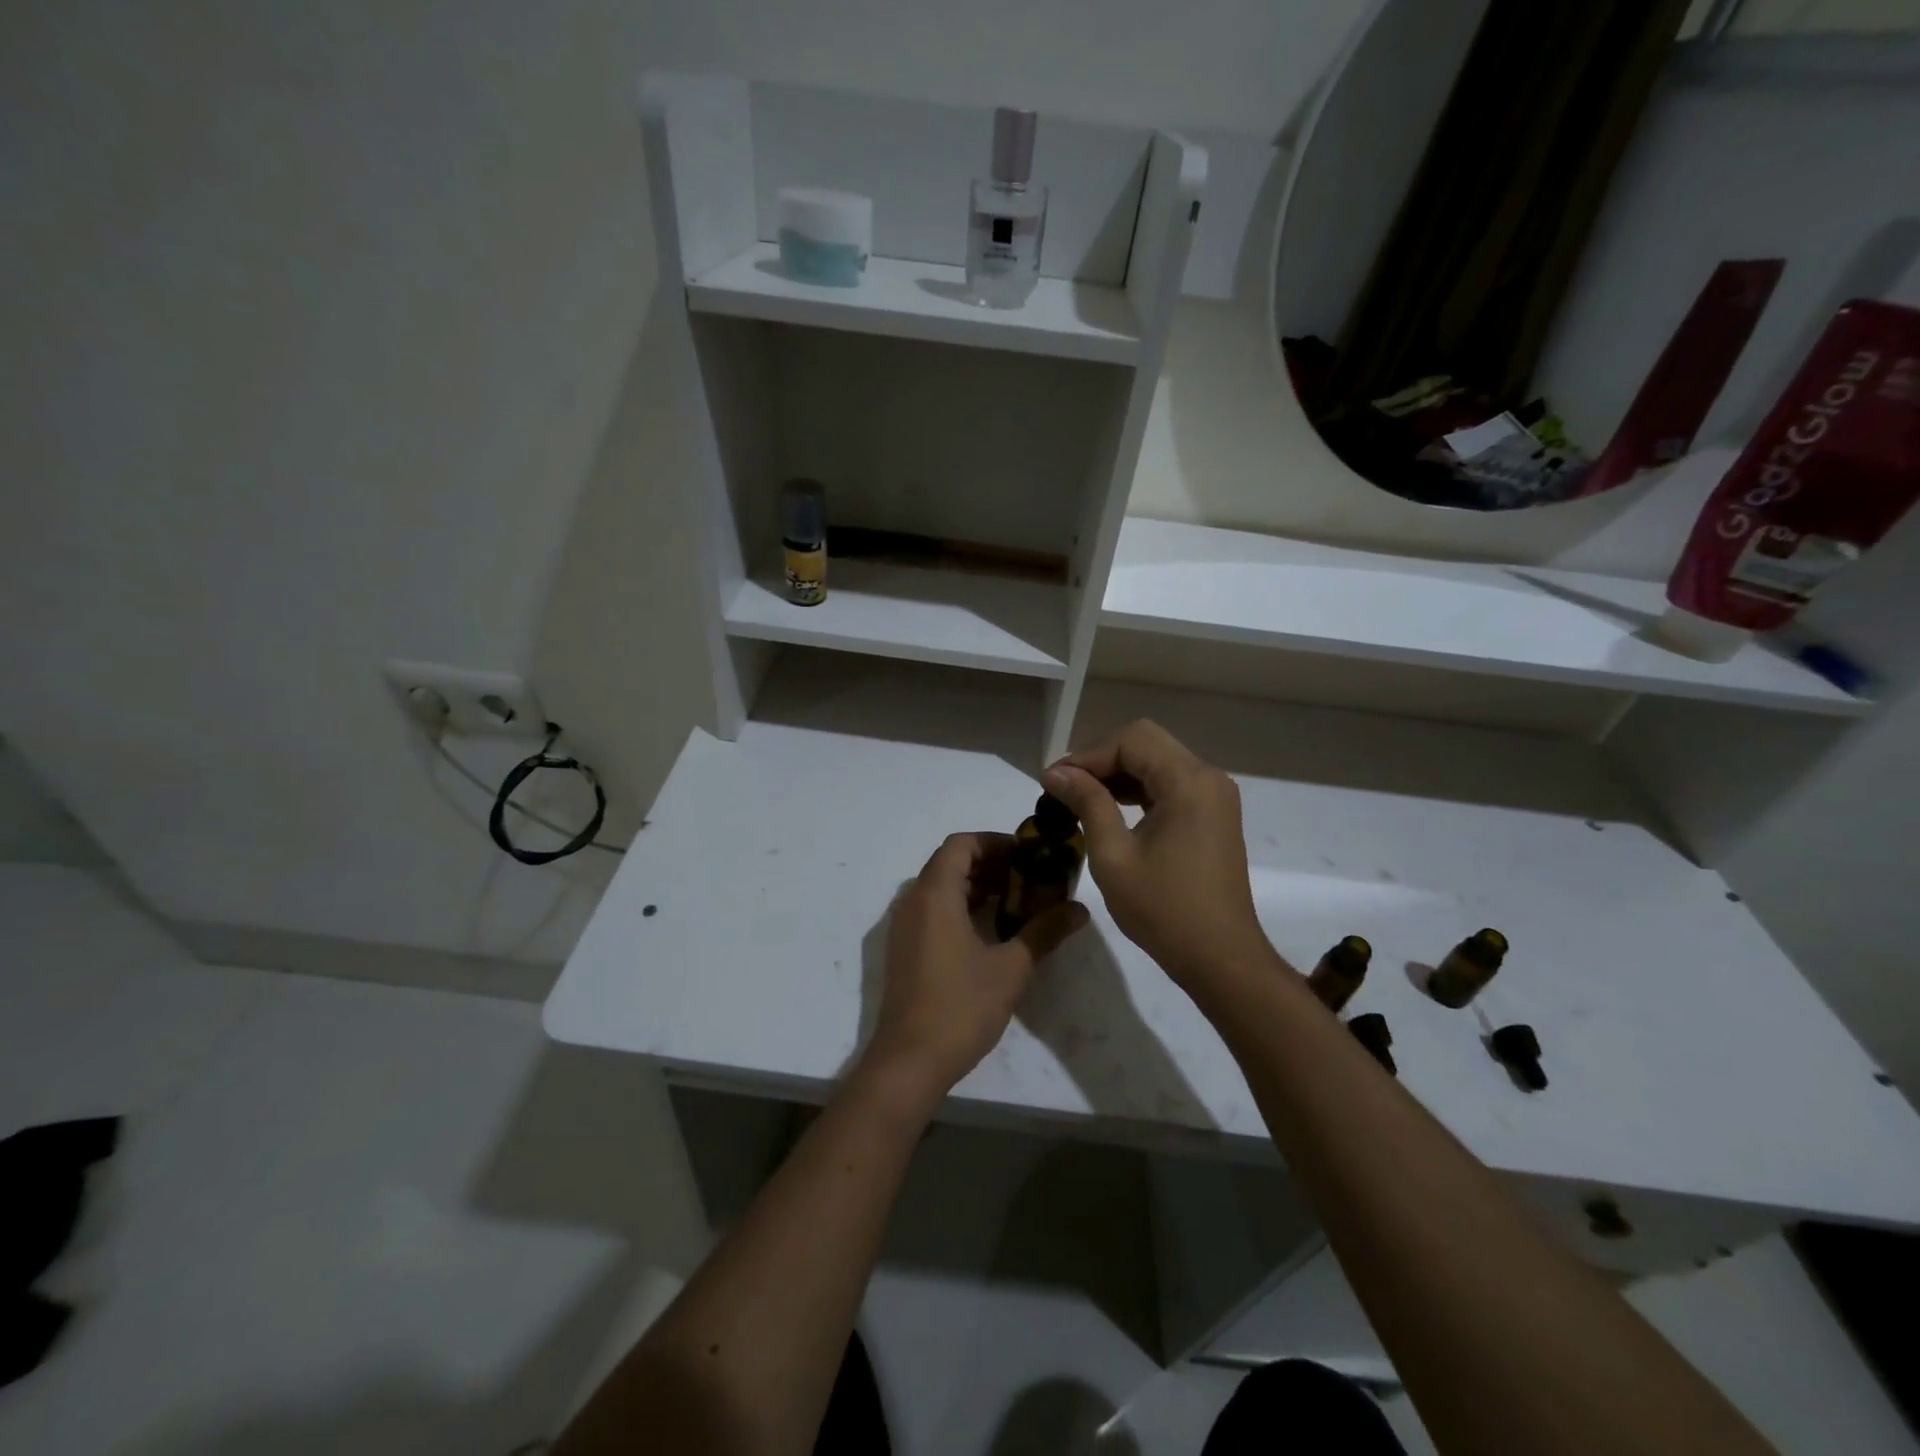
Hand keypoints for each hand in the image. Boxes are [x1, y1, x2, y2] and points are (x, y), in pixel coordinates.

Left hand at [860, 832, 1087, 1101]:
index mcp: (935, 894)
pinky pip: (931, 910)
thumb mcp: (1011, 968)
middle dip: (990, 864)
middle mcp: (913, 901)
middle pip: (950, 862)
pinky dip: (959, 907)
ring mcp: (904, 926)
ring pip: (940, 887)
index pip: (961, 844)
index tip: (1028, 855)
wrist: (909, 1060)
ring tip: (1016, 903)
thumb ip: (1045, 932)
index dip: (995, 842)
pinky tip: (989, 931)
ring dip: (976, 886)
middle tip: (1029, 879)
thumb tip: (1080, 909)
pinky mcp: (903, 948)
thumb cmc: (960, 1006)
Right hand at [1042, 720, 1270, 991]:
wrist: (1220, 958)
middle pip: (1146, 742)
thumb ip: (1087, 803)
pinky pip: (1170, 783)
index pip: (1131, 740)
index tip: (1053, 781)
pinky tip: (1109, 808)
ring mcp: (1214, 795)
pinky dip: (1138, 789)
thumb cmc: (1163, 910)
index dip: (1087, 755)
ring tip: (1078, 798)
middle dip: (1101, 759)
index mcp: (1189, 782)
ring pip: (1157, 760)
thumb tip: (1055, 772)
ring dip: (1118, 773)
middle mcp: (1208, 777)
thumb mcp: (1113, 855)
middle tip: (1064, 787)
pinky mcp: (1212, 814)